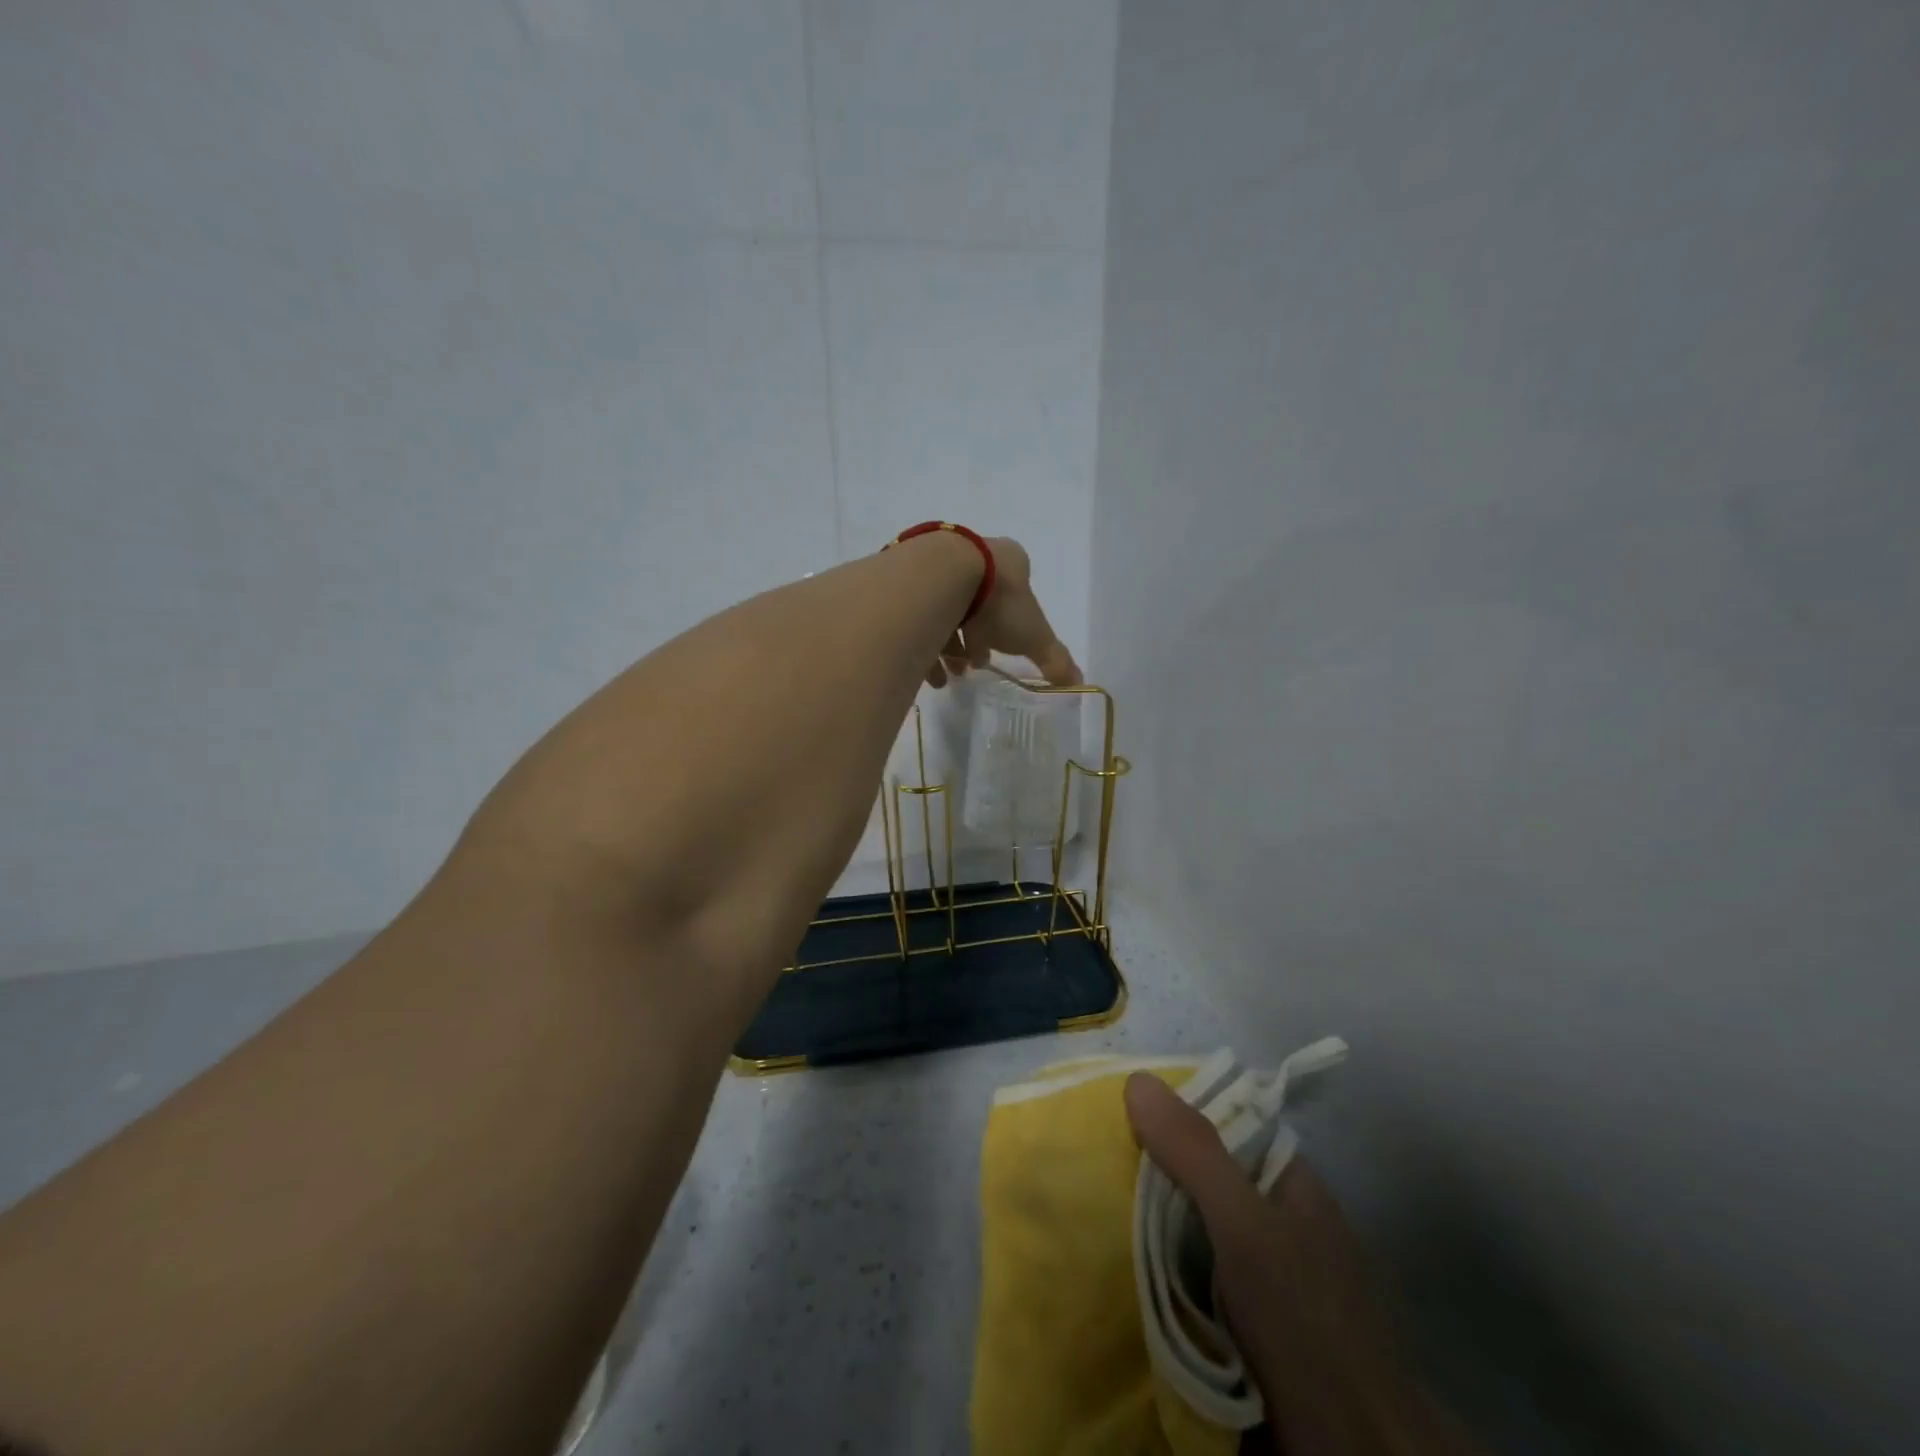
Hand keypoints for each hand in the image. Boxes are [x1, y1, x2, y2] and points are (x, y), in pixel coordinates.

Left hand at [927, 536, 1081, 688]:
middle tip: (972, 665)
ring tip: (947, 675)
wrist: (941, 578)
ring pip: (945, 608)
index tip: (1000, 650)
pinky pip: (917, 613)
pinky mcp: (907, 575)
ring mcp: (939, 561)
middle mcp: (974, 554)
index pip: (1015, 593)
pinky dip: (923, 643)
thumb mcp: (1034, 636)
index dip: (1011, 626)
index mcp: (1009, 561)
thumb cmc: (998, 602)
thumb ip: (1055, 660)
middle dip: (976, 638)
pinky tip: (927, 671)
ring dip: (948, 645)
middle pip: (978, 603)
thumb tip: (1078, 683)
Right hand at [1125, 1074, 1477, 1454]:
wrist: (1350, 1452)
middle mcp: (1270, 1217)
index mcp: (1285, 1180)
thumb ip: (1194, 1152)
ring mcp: (1254, 1273)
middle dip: (1149, 1170)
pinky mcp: (1235, 1322)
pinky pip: (1182, 1276)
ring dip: (1144, 1223)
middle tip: (1090, 1157)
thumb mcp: (1244, 1224)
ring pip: (1186, 1226)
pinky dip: (1152, 1270)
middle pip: (1199, 1175)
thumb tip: (1137, 1078)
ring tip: (1086, 1199)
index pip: (1223, 1121)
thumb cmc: (1302, 1317)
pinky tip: (1112, 1259)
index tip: (1116, 1108)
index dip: (1172, 1111)